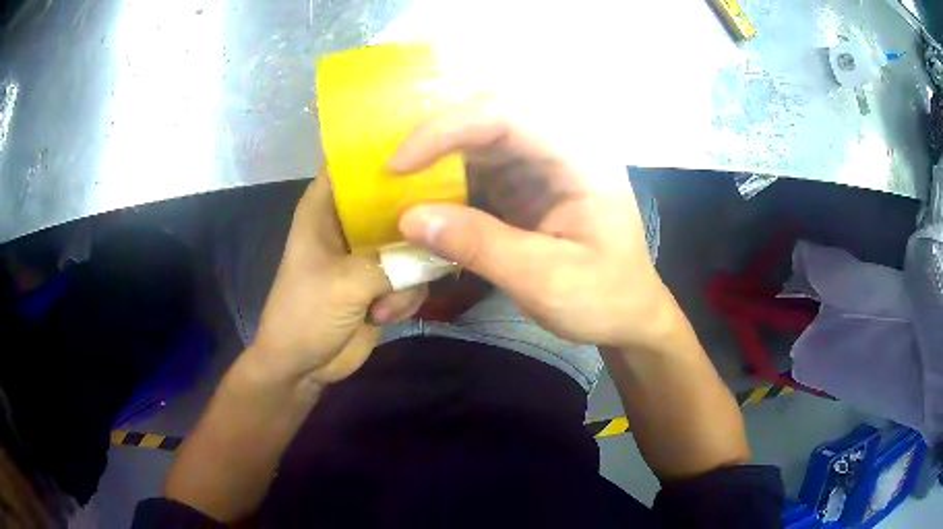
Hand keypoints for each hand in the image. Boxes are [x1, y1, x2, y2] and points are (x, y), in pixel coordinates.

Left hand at [251, 172, 427, 387]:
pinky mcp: (383, 281)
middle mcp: (348, 223)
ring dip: (408, 275)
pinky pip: (413, 274)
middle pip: (393, 198)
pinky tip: (384, 316)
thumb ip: (394, 261)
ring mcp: (368, 253)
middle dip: (417, 216)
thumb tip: (442, 245)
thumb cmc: (305, 314)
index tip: (426, 150)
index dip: (386, 152)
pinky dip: (405, 297)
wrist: (302, 367)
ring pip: (411, 242)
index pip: (353, 162)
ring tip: (383, 303)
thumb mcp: (345, 283)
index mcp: (325, 208)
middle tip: (442, 227)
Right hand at [393, 95, 676, 349]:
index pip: (509, 114)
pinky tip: (424, 202)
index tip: (399, 164)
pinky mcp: (526, 181)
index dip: (448, 128)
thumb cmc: (604, 298)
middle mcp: (561, 146)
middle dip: (436, 139)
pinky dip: (446, 181)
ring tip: (397, 189)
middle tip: (390, 173)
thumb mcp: (547, 281)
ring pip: (478, 139)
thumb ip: (481, 247)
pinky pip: (478, 166)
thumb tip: (409, 218)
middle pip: (489, 115)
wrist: (628, 313)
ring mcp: (542, 162)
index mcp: (581, 158)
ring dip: (436, 160)